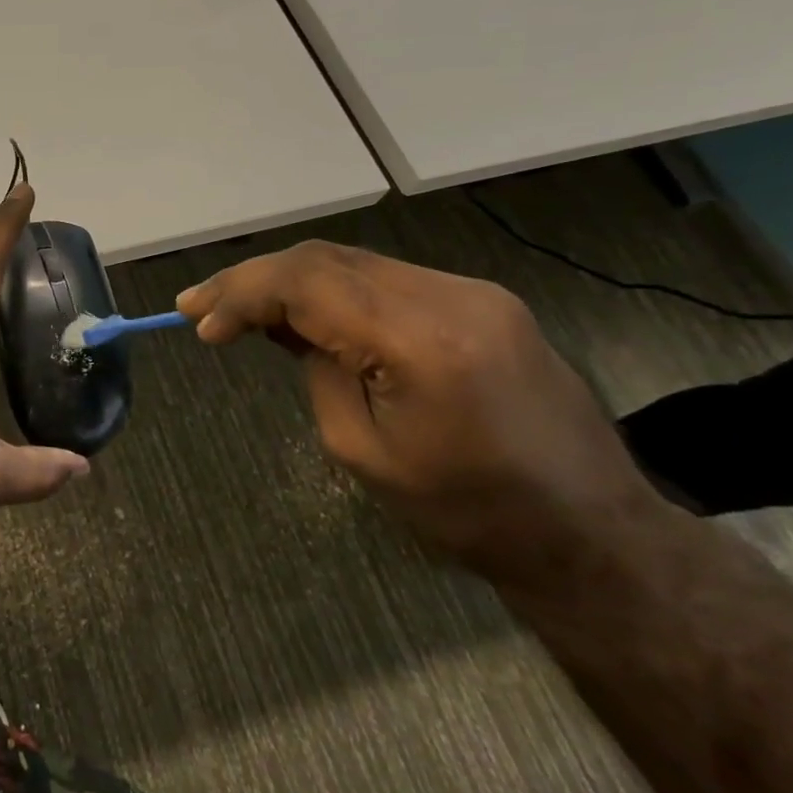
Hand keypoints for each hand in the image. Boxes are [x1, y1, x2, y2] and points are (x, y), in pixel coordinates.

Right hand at [176, 241, 659, 577]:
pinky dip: (332, 291)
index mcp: (422, 342)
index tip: (198, 321)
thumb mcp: (363, 452)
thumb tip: (284, 327)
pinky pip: (385, 279)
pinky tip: (306, 314)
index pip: (307, 283)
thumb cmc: (469, 513)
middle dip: (255, 279)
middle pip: (325, 259)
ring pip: (352, 263)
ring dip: (290, 282)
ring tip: (241, 310)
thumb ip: (317, 371)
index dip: (241, 293)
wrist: (593, 533)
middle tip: (202, 307)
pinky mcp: (482, 300)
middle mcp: (450, 297)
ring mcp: (473, 292)